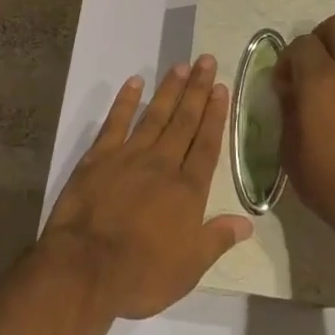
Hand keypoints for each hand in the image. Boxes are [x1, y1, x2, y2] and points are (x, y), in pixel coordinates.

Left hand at [41, 56, 254, 319]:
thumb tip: (248, 223)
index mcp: (187, 190)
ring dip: (169, 90)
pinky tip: (134, 83)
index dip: (216, 115)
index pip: (207, 145)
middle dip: (198, 90)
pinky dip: (125, 101)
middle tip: (206, 61)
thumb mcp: (190, 267)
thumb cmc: (142, 274)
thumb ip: (217, 239)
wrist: (86, 267)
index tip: (222, 88)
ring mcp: (129, 156)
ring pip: (155, 115)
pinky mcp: (99, 157)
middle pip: (184, 121)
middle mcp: (162, 164)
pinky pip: (115, 122)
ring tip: (181, 66)